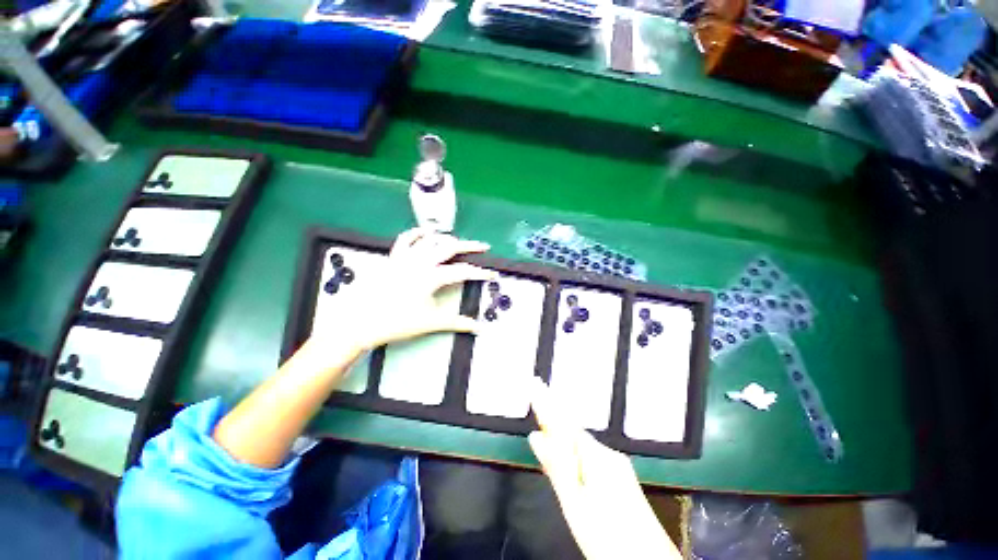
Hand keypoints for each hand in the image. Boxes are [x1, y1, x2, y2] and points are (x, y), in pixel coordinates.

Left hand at [311, 227, 496, 353]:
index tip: (492, 274)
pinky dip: (417, 233)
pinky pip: (406, 239)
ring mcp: (405, 257)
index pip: (463, 271)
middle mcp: (420, 262)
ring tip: (459, 242)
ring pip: (430, 239)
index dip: (480, 273)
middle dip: (469, 245)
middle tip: (483, 246)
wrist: (363, 323)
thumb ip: (457, 323)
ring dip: (447, 238)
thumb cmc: (398, 322)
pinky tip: (426, 232)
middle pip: (450, 247)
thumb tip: (477, 327)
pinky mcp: (393, 258)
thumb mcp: (431, 322)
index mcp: (431, 277)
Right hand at [528, 378, 680, 559]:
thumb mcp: (575, 505)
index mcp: (596, 456)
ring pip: (581, 441)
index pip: (564, 422)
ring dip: (563, 426)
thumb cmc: (608, 537)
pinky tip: (567, 442)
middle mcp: (608, 454)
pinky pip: (589, 452)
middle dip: (554, 411)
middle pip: (573, 429)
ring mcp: (617, 466)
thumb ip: (557, 468)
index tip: (535, 383)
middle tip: (538, 389)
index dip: (547, 403)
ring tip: (547, 407)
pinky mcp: (620, 479)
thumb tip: (536, 437)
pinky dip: (574, 444)